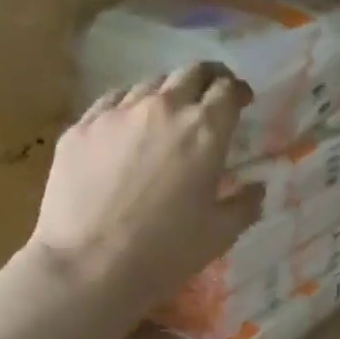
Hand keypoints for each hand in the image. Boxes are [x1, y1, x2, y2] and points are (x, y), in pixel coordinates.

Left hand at [25, 64, 264, 304]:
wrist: (91, 265)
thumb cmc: (166, 253)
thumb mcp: (219, 235)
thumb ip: (244, 206)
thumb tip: (257, 189)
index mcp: (203, 132)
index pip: (227, 91)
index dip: (238, 91)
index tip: (242, 100)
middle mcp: (162, 109)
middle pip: (189, 73)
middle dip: (207, 79)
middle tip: (211, 96)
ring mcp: (117, 113)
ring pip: (149, 84)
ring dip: (167, 93)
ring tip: (168, 116)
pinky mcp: (82, 126)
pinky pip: (112, 103)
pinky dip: (130, 108)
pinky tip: (129, 129)